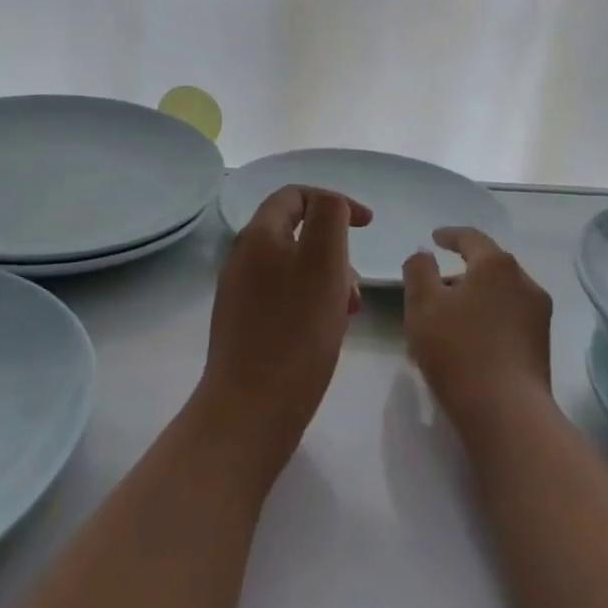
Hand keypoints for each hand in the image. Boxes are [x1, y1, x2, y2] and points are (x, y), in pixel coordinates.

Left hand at [193, 186, 371, 483]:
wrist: (249, 412)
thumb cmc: (295, 331)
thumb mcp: (324, 261)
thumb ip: (329, 217)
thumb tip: (330, 204)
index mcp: (258, 235)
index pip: (296, 195)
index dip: (335, 201)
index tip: (368, 225)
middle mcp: (243, 258)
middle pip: (296, 233)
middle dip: (335, 249)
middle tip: (356, 285)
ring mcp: (240, 293)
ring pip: (294, 267)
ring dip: (327, 279)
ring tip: (348, 313)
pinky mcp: (244, 326)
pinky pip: (284, 297)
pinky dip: (311, 302)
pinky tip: (327, 331)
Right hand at [403, 227, 553, 442]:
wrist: (508, 416)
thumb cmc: (460, 351)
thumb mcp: (423, 305)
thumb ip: (418, 270)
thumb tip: (425, 254)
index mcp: (497, 264)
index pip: (471, 238)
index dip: (450, 235)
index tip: (434, 239)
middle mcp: (524, 281)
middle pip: (486, 268)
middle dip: (457, 276)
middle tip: (431, 291)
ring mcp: (537, 315)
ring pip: (496, 296)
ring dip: (470, 302)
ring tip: (443, 325)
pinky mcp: (541, 346)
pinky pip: (507, 320)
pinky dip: (484, 322)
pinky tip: (465, 345)